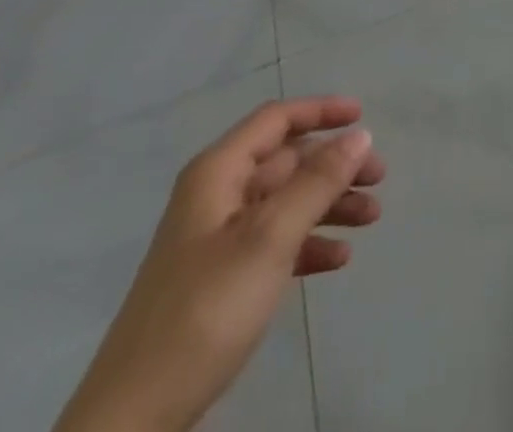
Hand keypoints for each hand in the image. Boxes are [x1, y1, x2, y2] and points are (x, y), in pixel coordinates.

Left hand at [54, 96, 385, 431]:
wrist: (132, 421)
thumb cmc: (205, 311)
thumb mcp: (268, 239)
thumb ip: (317, 182)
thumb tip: (360, 135)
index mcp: (218, 173)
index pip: (276, 120)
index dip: (321, 111)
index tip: (364, 118)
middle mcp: (216, 196)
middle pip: (286, 162)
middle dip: (334, 165)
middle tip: (379, 178)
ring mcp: (216, 241)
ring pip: (285, 203)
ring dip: (329, 204)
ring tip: (371, 218)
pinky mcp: (220, 283)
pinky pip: (274, 244)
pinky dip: (308, 244)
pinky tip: (338, 260)